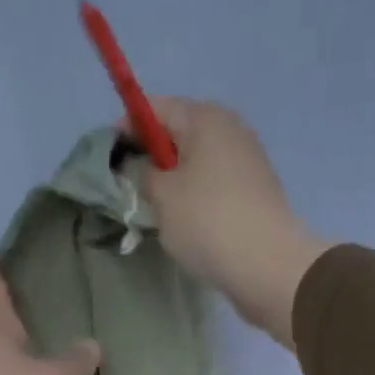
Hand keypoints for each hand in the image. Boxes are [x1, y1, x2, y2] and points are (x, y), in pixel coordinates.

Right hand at [132, 98, 329, 348]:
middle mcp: (230, 131)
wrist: (267, 266)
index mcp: (206, 119)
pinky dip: (193, 198)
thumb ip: (140, 172)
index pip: (156, 108)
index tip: (107, 155)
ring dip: (172, 182)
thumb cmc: (207, 222)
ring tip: (152, 210)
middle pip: (178, 135)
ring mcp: (247, 163)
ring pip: (196, 164)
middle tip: (127, 188)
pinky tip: (182, 224)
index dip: (127, 127)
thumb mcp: (161, 195)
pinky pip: (212, 187)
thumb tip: (135, 164)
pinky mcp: (254, 194)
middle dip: (150, 158)